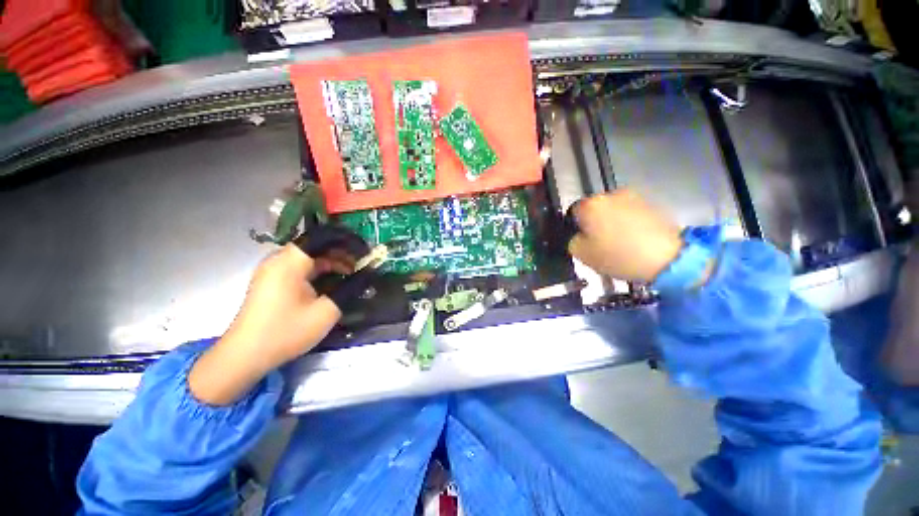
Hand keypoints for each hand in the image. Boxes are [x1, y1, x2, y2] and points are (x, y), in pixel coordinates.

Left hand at [188, 244, 355, 405]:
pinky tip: (331, 282)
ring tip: (350, 273)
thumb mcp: (326, 312)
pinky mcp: (270, 281)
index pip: (321, 238)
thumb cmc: (286, 332)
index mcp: (289, 263)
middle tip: (360, 265)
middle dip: (340, 253)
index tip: (364, 251)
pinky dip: (317, 271)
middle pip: (315, 246)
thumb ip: (350, 289)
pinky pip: (299, 267)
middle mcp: (278, 260)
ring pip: (307, 257)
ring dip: (330, 262)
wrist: (245, 356)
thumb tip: (367, 275)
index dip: (345, 242)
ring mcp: (272, 271)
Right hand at [568, 189, 682, 281]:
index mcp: (590, 205)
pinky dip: (629, 223)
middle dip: (595, 222)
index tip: (583, 240)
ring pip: (613, 210)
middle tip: (600, 242)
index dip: (576, 227)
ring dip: (612, 222)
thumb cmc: (618, 255)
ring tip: (620, 242)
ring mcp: (633, 197)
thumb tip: (578, 236)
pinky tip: (634, 239)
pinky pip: (630, 213)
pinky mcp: (651, 204)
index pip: (573, 212)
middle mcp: (610, 195)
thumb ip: (572, 241)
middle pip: (594, 209)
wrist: (667, 258)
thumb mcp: (582, 254)